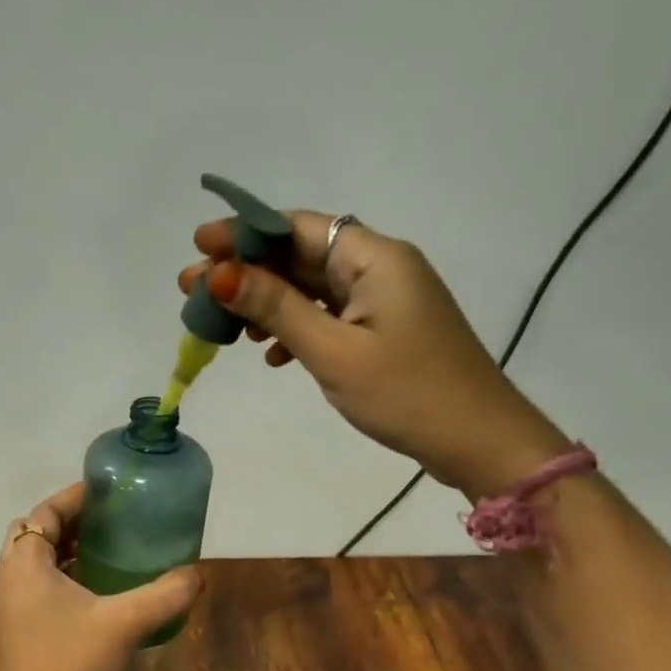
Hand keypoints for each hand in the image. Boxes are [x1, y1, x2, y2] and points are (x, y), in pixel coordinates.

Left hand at [0, 483, 201, 670]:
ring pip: (36, 562)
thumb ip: (164, 595)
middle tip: (108, 521)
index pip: (43, 513)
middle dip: (69, 522)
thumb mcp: (124, 623)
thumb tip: (197, 575)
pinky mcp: (19, 630)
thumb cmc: (70, 664)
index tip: (105, 493)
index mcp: (24, 564)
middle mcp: (10, 579)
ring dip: (66, 551)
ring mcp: (11, 607)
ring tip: (108, 550)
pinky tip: (98, 593)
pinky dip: (64, 577)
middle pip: (35, 533)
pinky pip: (39, 587)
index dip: (73, 498)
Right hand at [179, 213, 565, 495]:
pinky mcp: (385, 330)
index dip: (243, 233)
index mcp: (374, 258)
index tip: (198, 246)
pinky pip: (329, 315)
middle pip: (300, 256)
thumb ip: (276, 308)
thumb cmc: (407, 394)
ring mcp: (384, 300)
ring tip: (221, 323)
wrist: (479, 442)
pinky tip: (271, 354)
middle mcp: (380, 267)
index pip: (297, 227)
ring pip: (311, 288)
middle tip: (191, 289)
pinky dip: (296, 327)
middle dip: (246, 271)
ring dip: (267, 302)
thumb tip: (220, 274)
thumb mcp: (333, 351)